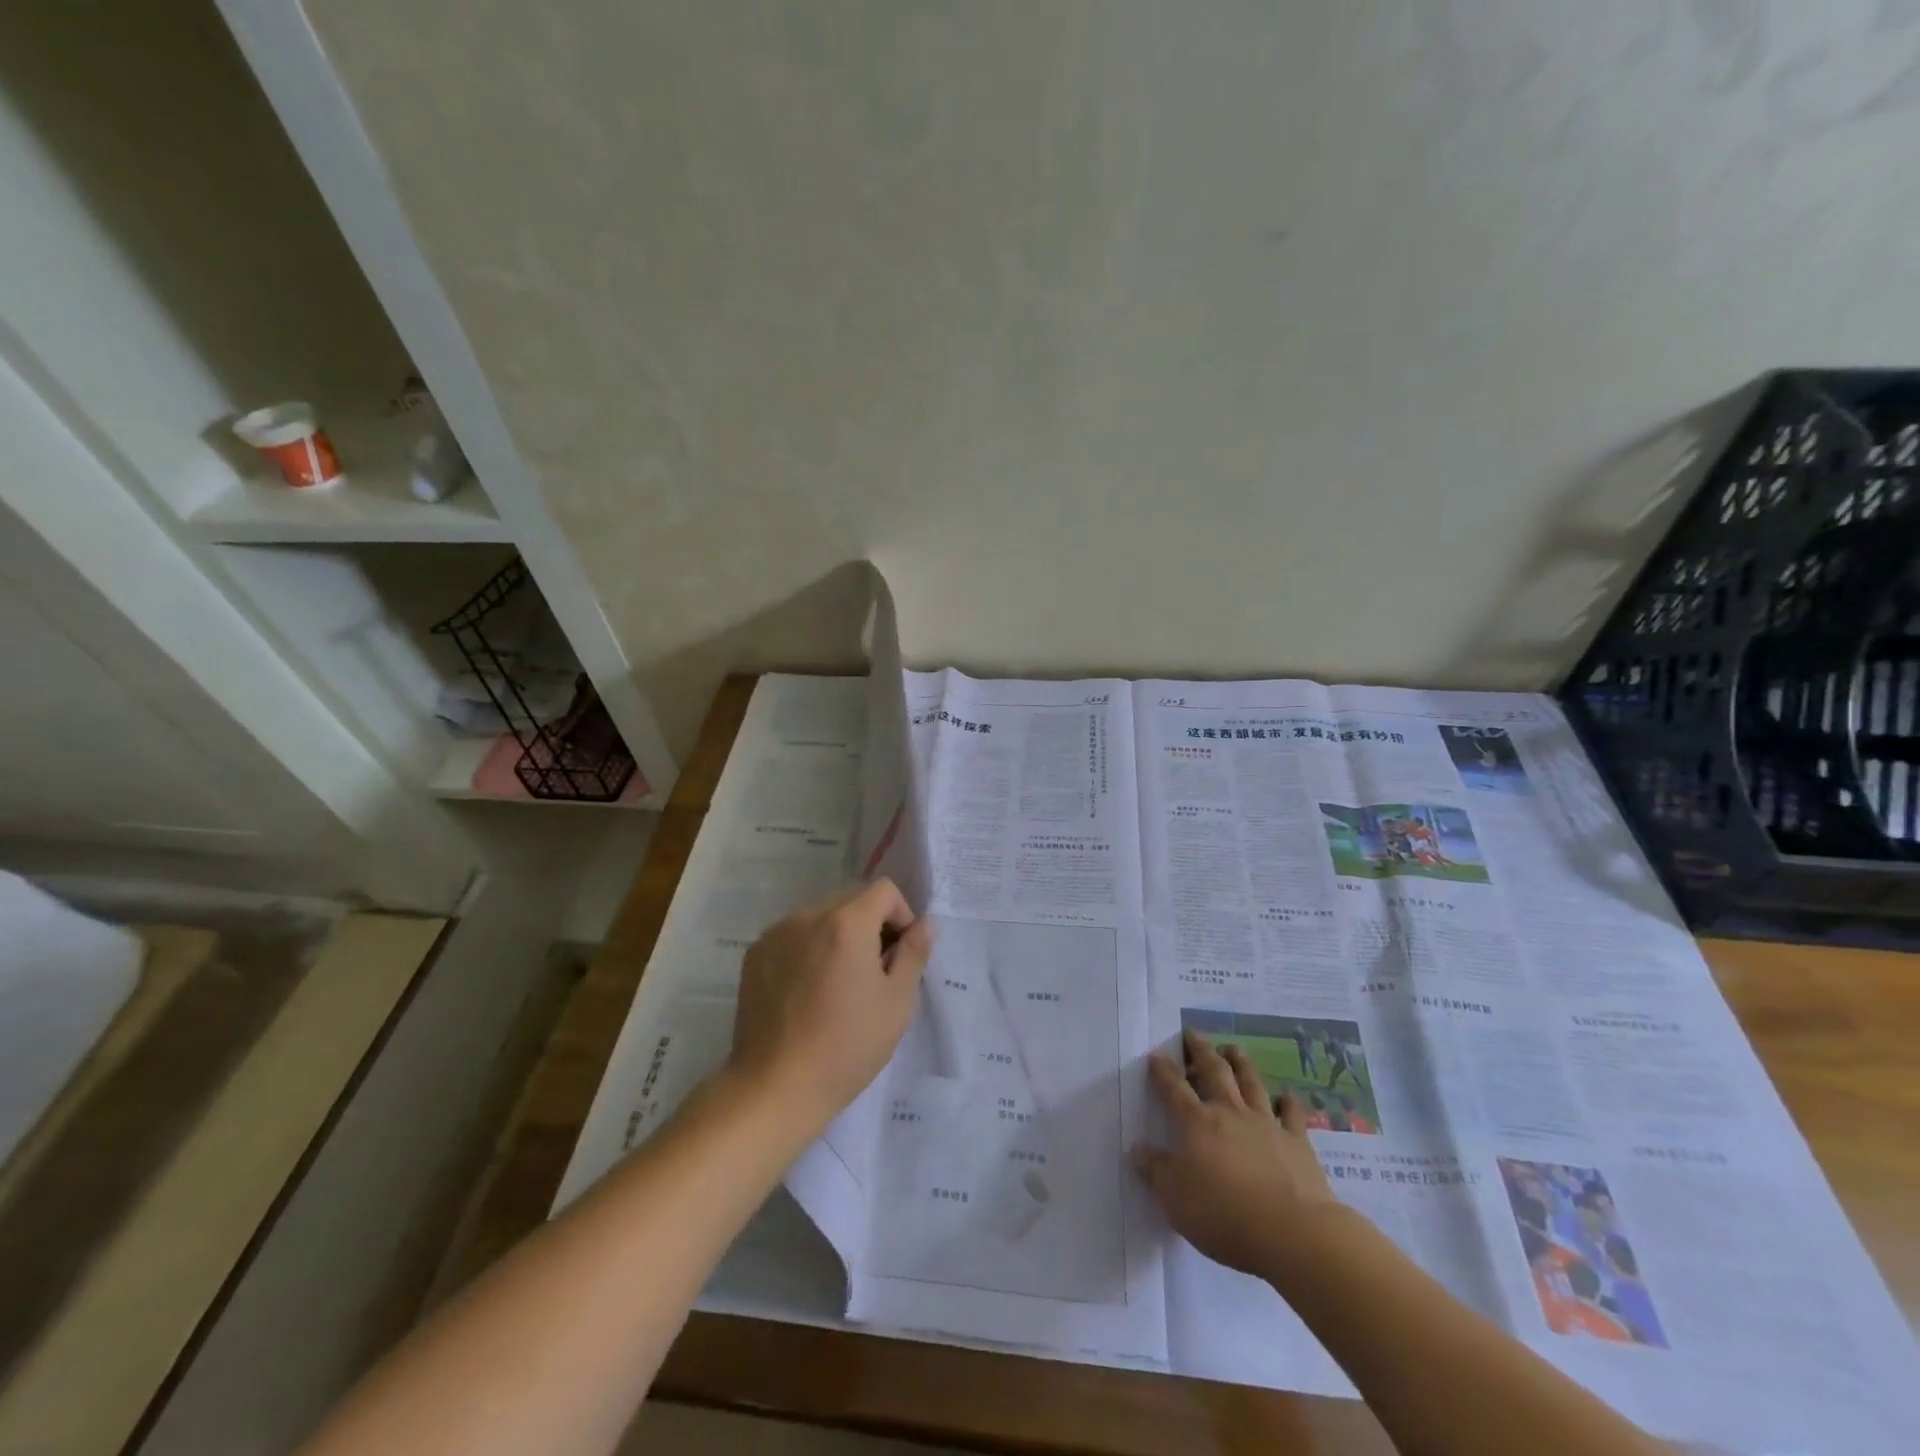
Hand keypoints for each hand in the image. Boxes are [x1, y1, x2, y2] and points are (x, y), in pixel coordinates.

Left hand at [727, 879, 931, 1132]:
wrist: (775, 1087)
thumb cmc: (847, 1046)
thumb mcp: (897, 1002)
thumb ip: (914, 953)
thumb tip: (924, 923)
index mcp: (847, 922)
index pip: (884, 891)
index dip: (901, 916)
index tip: (899, 955)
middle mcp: (808, 916)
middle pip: (851, 899)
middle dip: (870, 924)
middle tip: (873, 971)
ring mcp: (776, 934)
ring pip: (821, 916)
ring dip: (838, 935)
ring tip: (838, 984)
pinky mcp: (755, 955)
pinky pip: (793, 935)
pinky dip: (809, 949)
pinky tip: (808, 992)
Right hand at [1132, 1029, 1345, 1280]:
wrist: (1292, 1232)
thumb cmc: (1225, 1214)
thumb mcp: (1175, 1198)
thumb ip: (1155, 1170)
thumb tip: (1136, 1148)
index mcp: (1198, 1123)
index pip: (1174, 1089)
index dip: (1163, 1070)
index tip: (1155, 1053)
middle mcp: (1230, 1113)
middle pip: (1214, 1072)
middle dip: (1201, 1050)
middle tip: (1193, 1034)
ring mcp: (1266, 1124)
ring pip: (1251, 1082)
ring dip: (1240, 1062)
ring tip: (1231, 1047)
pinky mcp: (1297, 1142)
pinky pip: (1292, 1114)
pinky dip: (1288, 1102)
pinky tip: (1287, 1095)